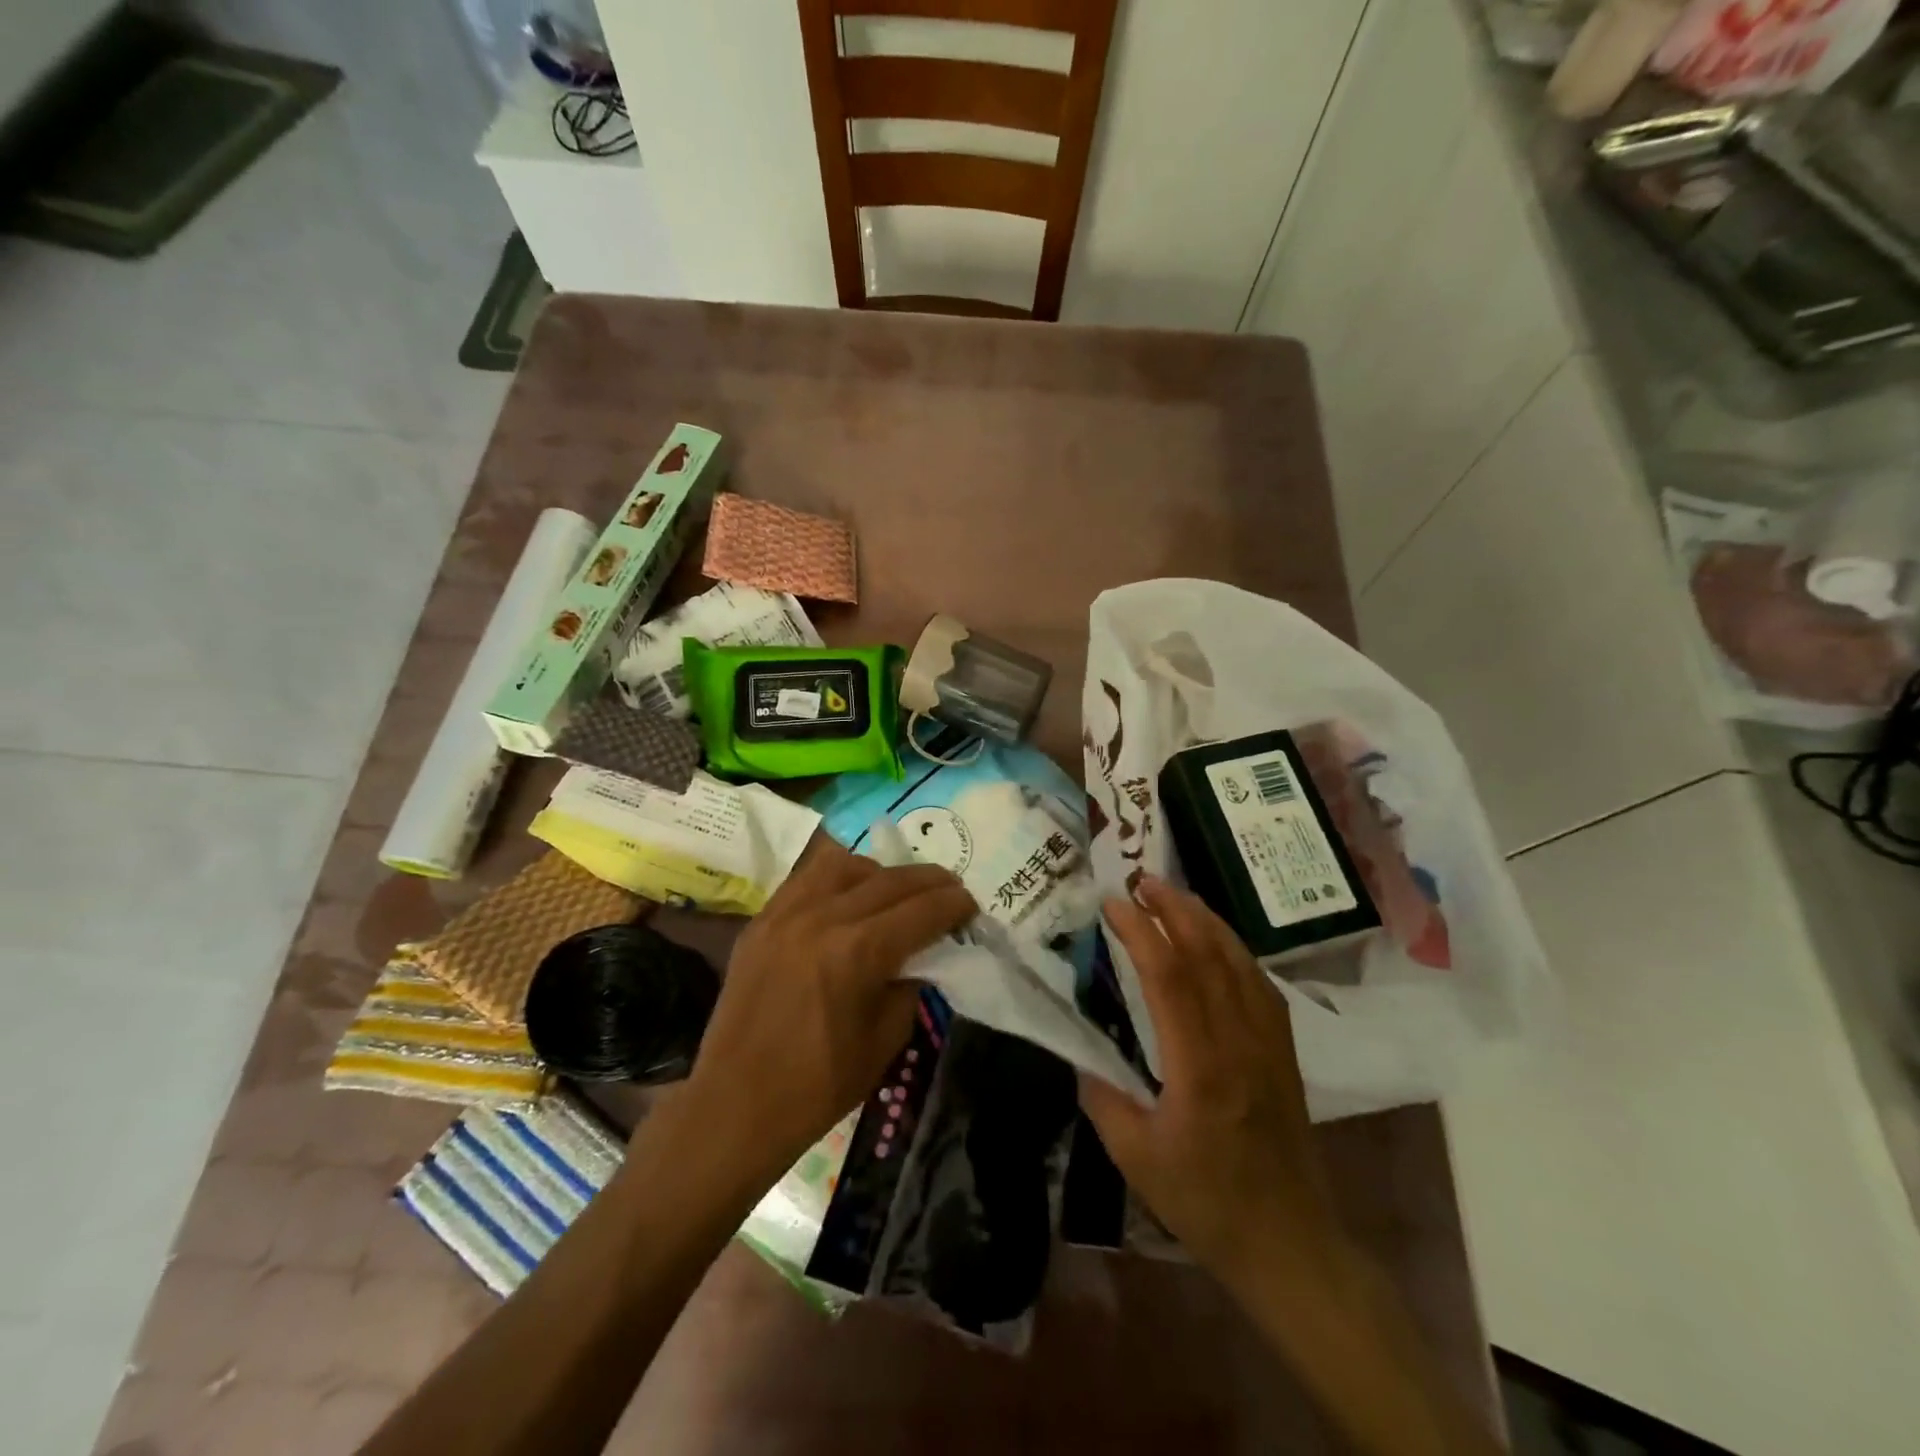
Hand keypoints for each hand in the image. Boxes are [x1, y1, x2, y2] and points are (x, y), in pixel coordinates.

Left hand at [679, 839, 976, 1191]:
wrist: (734, 1105)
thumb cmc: (818, 1085)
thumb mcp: (886, 1040)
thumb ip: (910, 986)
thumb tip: (921, 956)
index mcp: (859, 951)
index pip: (923, 909)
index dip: (955, 905)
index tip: (971, 906)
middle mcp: (824, 916)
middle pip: (891, 879)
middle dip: (930, 882)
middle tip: (950, 891)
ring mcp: (787, 912)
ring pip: (846, 864)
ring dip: (882, 872)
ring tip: (895, 892)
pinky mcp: (762, 920)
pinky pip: (807, 878)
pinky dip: (837, 878)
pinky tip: (849, 895)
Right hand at [1079, 876, 1336, 1277]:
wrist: (1290, 1243)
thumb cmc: (1207, 1203)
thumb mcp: (1136, 1158)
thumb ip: (1102, 1097)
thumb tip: (1080, 1051)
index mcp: (1199, 1066)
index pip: (1169, 976)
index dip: (1140, 930)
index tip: (1113, 904)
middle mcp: (1239, 1041)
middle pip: (1208, 953)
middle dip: (1174, 908)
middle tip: (1141, 879)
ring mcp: (1269, 1042)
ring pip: (1239, 961)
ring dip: (1205, 919)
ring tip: (1174, 894)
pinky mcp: (1284, 1050)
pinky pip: (1260, 983)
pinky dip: (1234, 949)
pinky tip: (1217, 941)